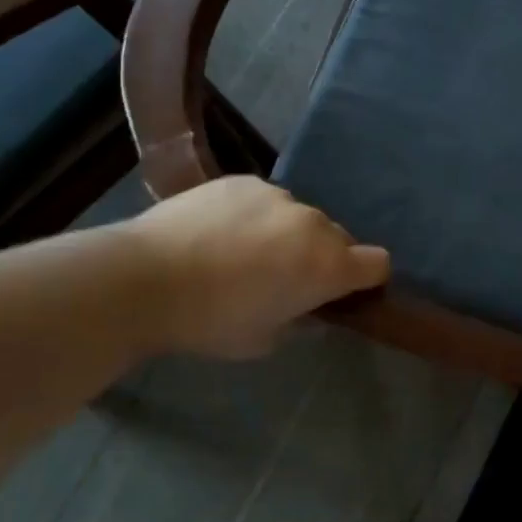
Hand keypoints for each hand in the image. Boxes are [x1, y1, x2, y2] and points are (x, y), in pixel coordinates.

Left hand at [126, 178, 389, 358]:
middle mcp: (313, 223)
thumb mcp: (264, 340)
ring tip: (244, 253)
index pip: (378, 263)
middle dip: (322, 257)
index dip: (367, 278)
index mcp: (327, 266)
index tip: (345, 291)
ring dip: (288, 234)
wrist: (144, 278)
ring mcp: (278, 196)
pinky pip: (265, 200)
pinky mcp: (244, 181)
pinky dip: (255, 216)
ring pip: (299, 217)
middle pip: (338, 238)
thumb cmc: (210, 322)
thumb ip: (300, 321)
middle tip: (285, 278)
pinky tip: (219, 233)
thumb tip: (311, 309)